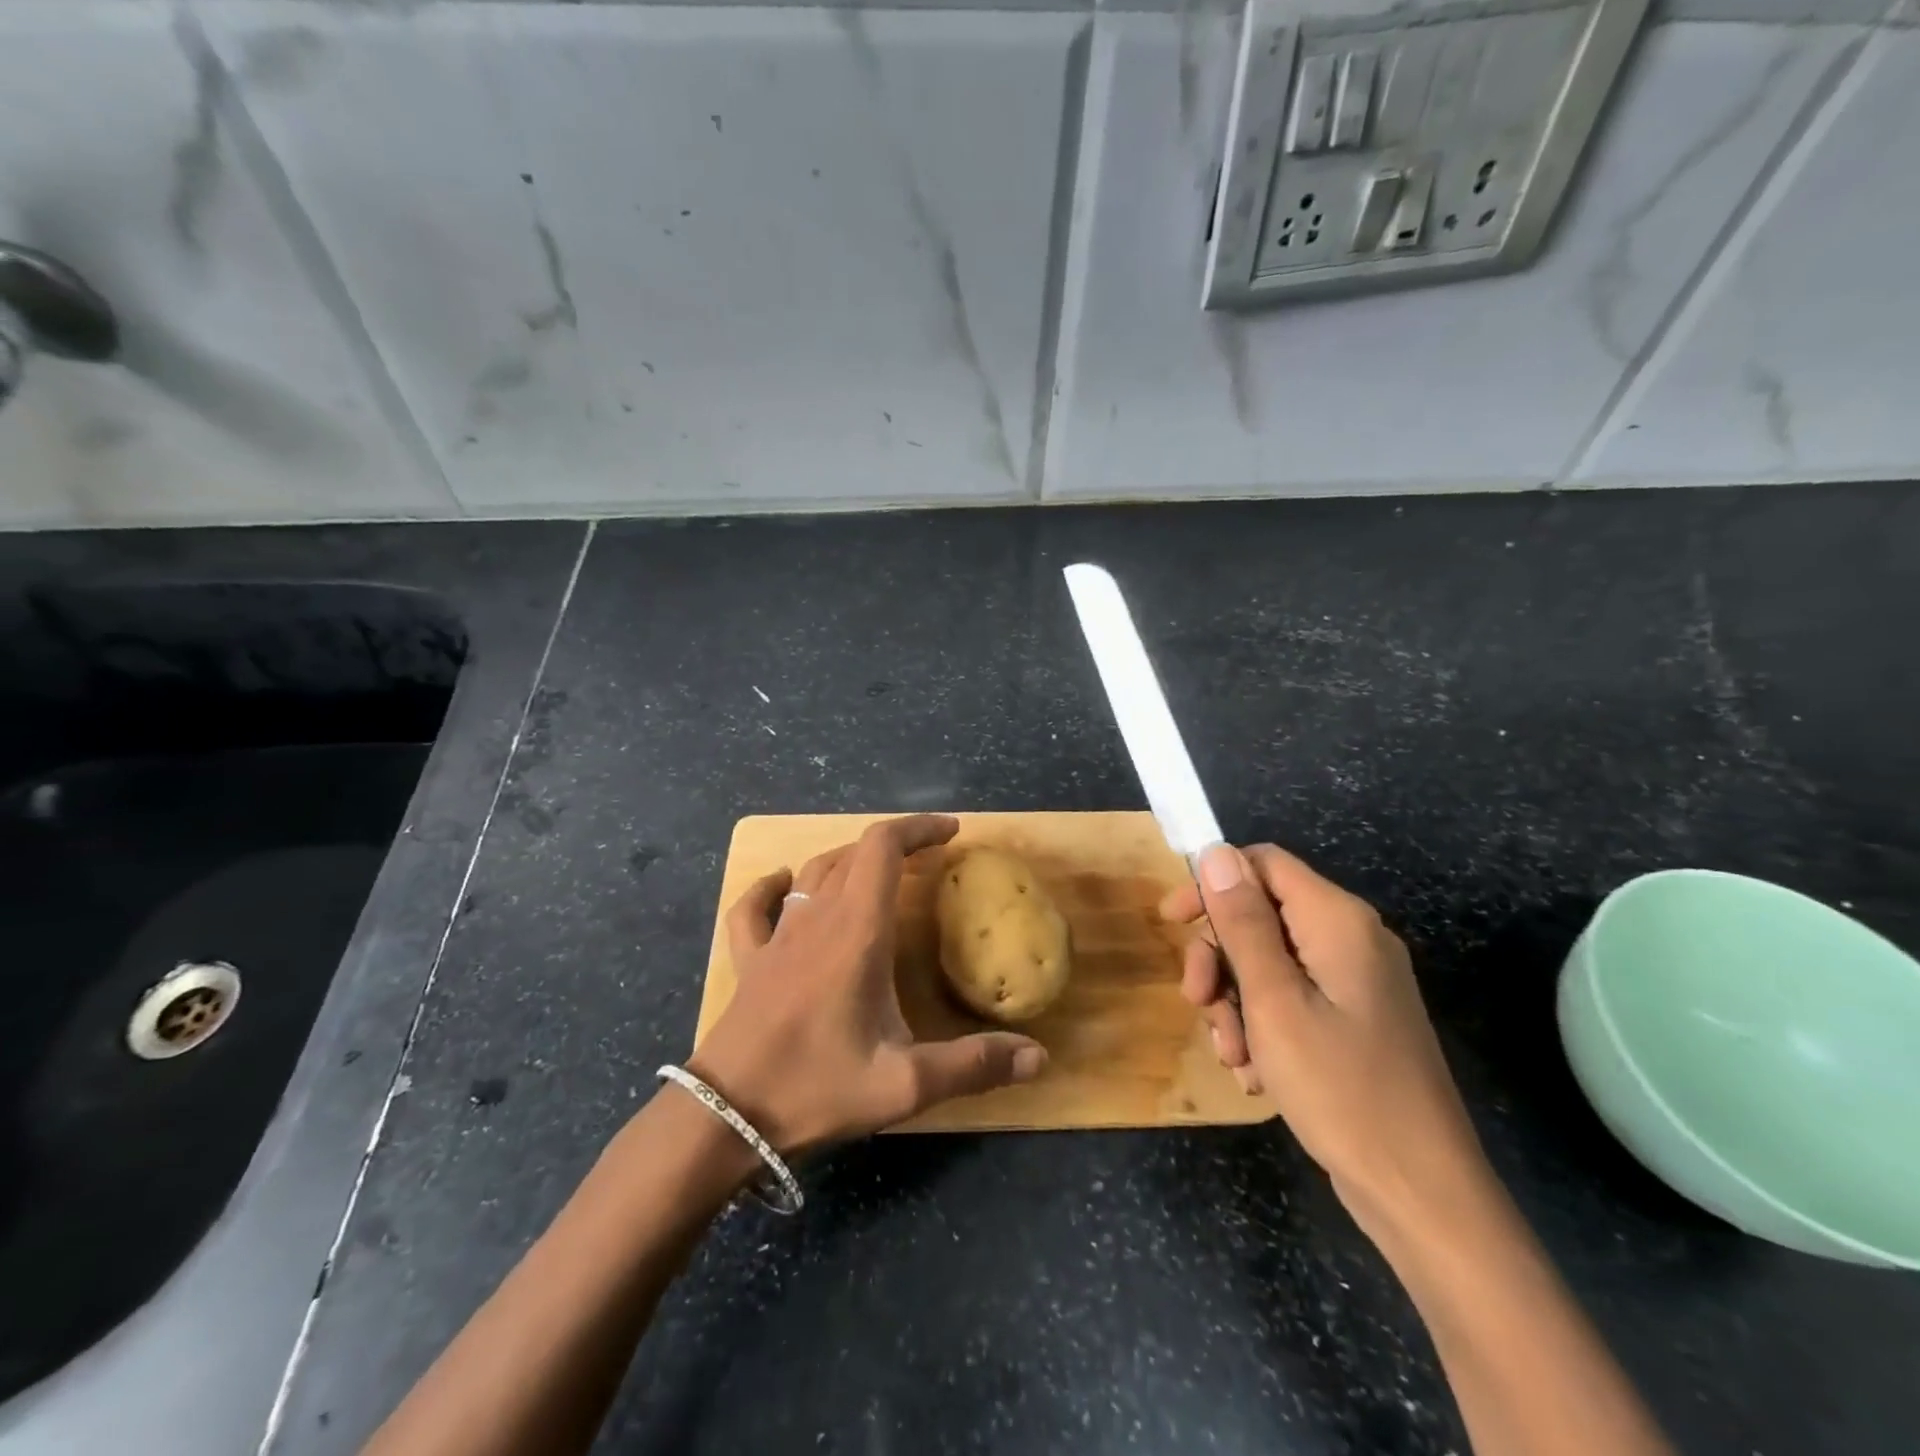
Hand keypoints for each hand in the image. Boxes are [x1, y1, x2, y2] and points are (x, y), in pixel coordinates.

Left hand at [688, 814, 1047, 1153]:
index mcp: (856, 931)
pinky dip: (773, 887)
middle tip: (931, 857)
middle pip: (854, 852)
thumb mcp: (904, 1085)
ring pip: (814, 872)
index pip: (884, 848)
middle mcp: (816, 919)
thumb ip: (973, 1066)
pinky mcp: (750, 960)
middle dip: (896, 843)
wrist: (726, 1118)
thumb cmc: (815, 1088)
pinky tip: (783, 885)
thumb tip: (1039, 1058)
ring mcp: (777, 937)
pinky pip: (755, 907)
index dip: (918, 828)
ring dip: (850, 860)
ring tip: (880, 872)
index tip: (952, 831)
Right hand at [1162, 843, 1493, 1242]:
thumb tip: (1216, 853)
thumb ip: (1243, 922)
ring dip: (1235, 1001)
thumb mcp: (1274, 1000)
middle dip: (1219, 957)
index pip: (1262, 863)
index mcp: (1337, 920)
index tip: (1171, 922)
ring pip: (1268, 962)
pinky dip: (1263, 1026)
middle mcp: (1350, 939)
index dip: (1211, 883)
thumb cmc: (1341, 1087)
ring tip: (1233, 1056)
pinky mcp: (1354, 1020)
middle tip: (1197, 1004)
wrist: (1422, 1195)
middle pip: (1260, 915)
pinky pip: (1291, 999)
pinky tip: (1256, 1072)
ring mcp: (1355, 982)